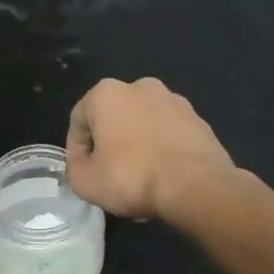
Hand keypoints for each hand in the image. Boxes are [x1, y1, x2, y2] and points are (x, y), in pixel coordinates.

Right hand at [66, 78, 235, 221]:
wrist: (196, 187)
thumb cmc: (131, 177)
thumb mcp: (84, 181)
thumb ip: (74, 166)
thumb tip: (84, 162)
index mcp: (106, 93)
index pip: (79, 120)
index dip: (76, 149)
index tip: (82, 172)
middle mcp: (140, 87)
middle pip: (114, 119)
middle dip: (109, 144)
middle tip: (110, 175)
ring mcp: (175, 101)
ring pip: (143, 126)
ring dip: (138, 146)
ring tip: (140, 180)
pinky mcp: (199, 120)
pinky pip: (170, 135)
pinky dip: (163, 150)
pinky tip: (164, 177)